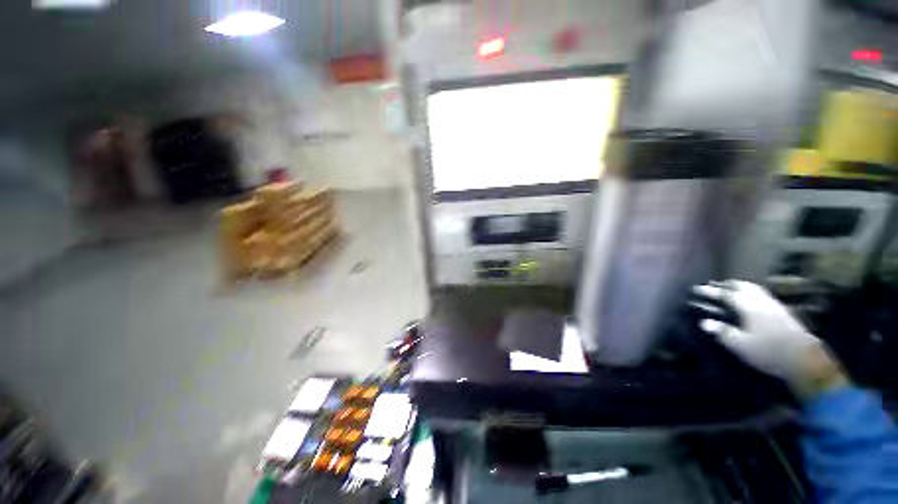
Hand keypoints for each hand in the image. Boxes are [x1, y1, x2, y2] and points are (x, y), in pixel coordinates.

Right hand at [693, 280, 845, 396]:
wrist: (804, 359)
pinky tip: (752, 300)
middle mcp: (760, 301)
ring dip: (741, 287)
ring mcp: (774, 305)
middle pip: (742, 286)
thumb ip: (722, 332)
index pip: (725, 294)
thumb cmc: (768, 351)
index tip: (697, 289)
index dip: (710, 291)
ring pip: (755, 289)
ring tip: (732, 289)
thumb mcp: (741, 344)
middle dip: (727, 284)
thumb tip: (704, 322)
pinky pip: (764, 295)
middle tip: (715, 285)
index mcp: (747, 306)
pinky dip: (753, 293)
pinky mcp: (783, 312)